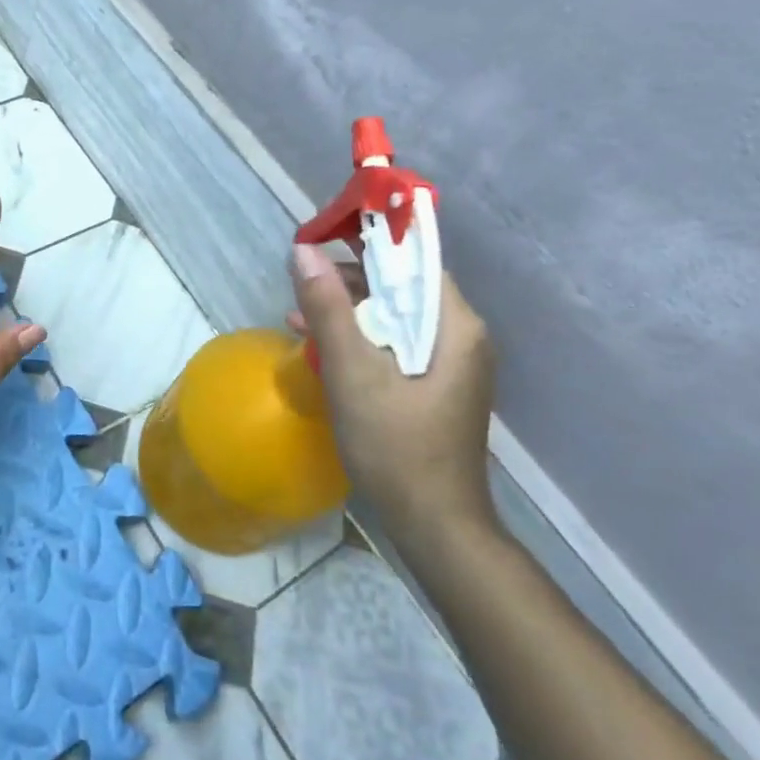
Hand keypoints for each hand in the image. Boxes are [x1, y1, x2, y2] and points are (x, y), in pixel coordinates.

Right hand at [288, 244, 497, 553]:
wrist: (434, 524)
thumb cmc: (397, 446)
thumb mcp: (353, 373)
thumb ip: (329, 310)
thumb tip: (303, 251)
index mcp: (455, 326)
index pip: (415, 260)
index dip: (370, 241)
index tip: (324, 235)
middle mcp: (459, 337)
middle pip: (402, 286)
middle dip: (350, 278)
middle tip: (302, 279)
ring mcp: (448, 364)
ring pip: (394, 316)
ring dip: (348, 310)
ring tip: (299, 312)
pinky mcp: (432, 386)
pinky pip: (393, 345)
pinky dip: (358, 339)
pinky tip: (319, 346)